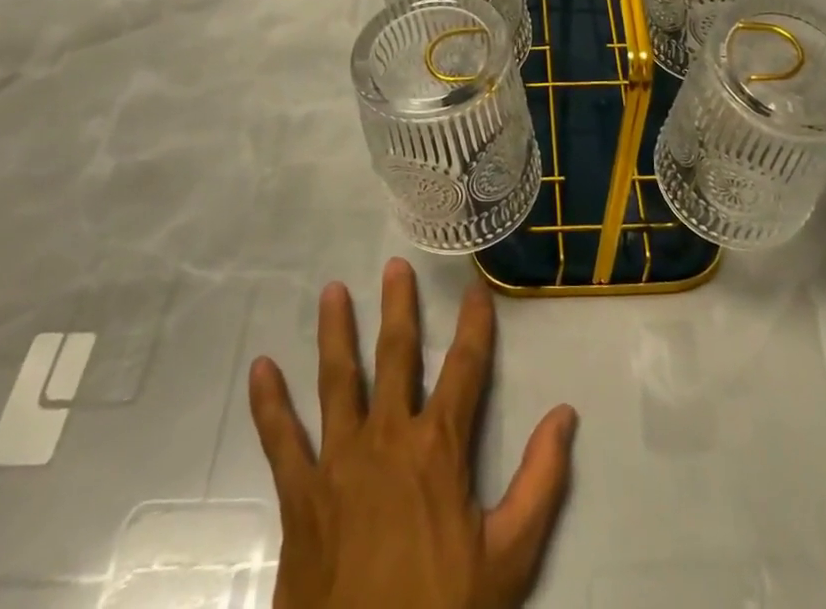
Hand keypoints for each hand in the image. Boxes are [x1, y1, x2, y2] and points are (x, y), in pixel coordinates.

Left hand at [249, 258, 578, 608]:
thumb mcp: (509, 558)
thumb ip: (541, 482)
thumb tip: (565, 414)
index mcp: (438, 448)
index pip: (465, 368)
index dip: (474, 325)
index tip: (475, 288)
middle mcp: (387, 438)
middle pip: (395, 356)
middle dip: (398, 308)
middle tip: (394, 266)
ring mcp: (338, 463)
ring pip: (337, 380)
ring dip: (335, 333)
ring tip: (332, 290)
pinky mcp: (300, 496)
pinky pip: (281, 441)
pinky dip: (269, 404)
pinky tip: (260, 368)